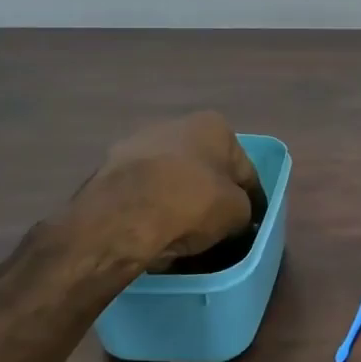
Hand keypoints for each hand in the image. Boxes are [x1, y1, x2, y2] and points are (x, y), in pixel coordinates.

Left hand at [63, 112, 265, 268]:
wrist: (121, 218)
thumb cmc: (192, 202)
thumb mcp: (237, 213)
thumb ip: (244, 210)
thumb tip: (236, 217)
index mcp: (213, 126)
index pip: (243, 169)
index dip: (251, 199)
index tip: (250, 224)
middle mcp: (175, 125)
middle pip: (204, 170)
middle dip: (210, 196)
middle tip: (217, 229)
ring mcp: (138, 145)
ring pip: (171, 181)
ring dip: (179, 202)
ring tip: (184, 237)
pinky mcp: (109, 171)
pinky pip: (143, 195)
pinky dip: (152, 210)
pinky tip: (156, 235)